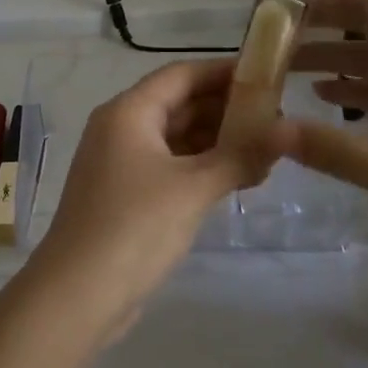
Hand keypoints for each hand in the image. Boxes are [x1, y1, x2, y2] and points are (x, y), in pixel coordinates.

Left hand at [32, 59, 276, 325]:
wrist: (77, 295)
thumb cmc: (135, 227)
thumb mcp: (194, 188)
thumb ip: (242, 155)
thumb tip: (290, 129)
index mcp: (129, 112)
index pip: (182, 74)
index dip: (224, 72)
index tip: (268, 76)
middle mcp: (121, 129)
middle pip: (179, 104)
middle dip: (226, 110)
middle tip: (277, 118)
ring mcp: (121, 164)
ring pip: (176, 138)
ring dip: (218, 142)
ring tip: (267, 151)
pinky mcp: (126, 196)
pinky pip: (170, 167)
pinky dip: (202, 168)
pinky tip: (239, 179)